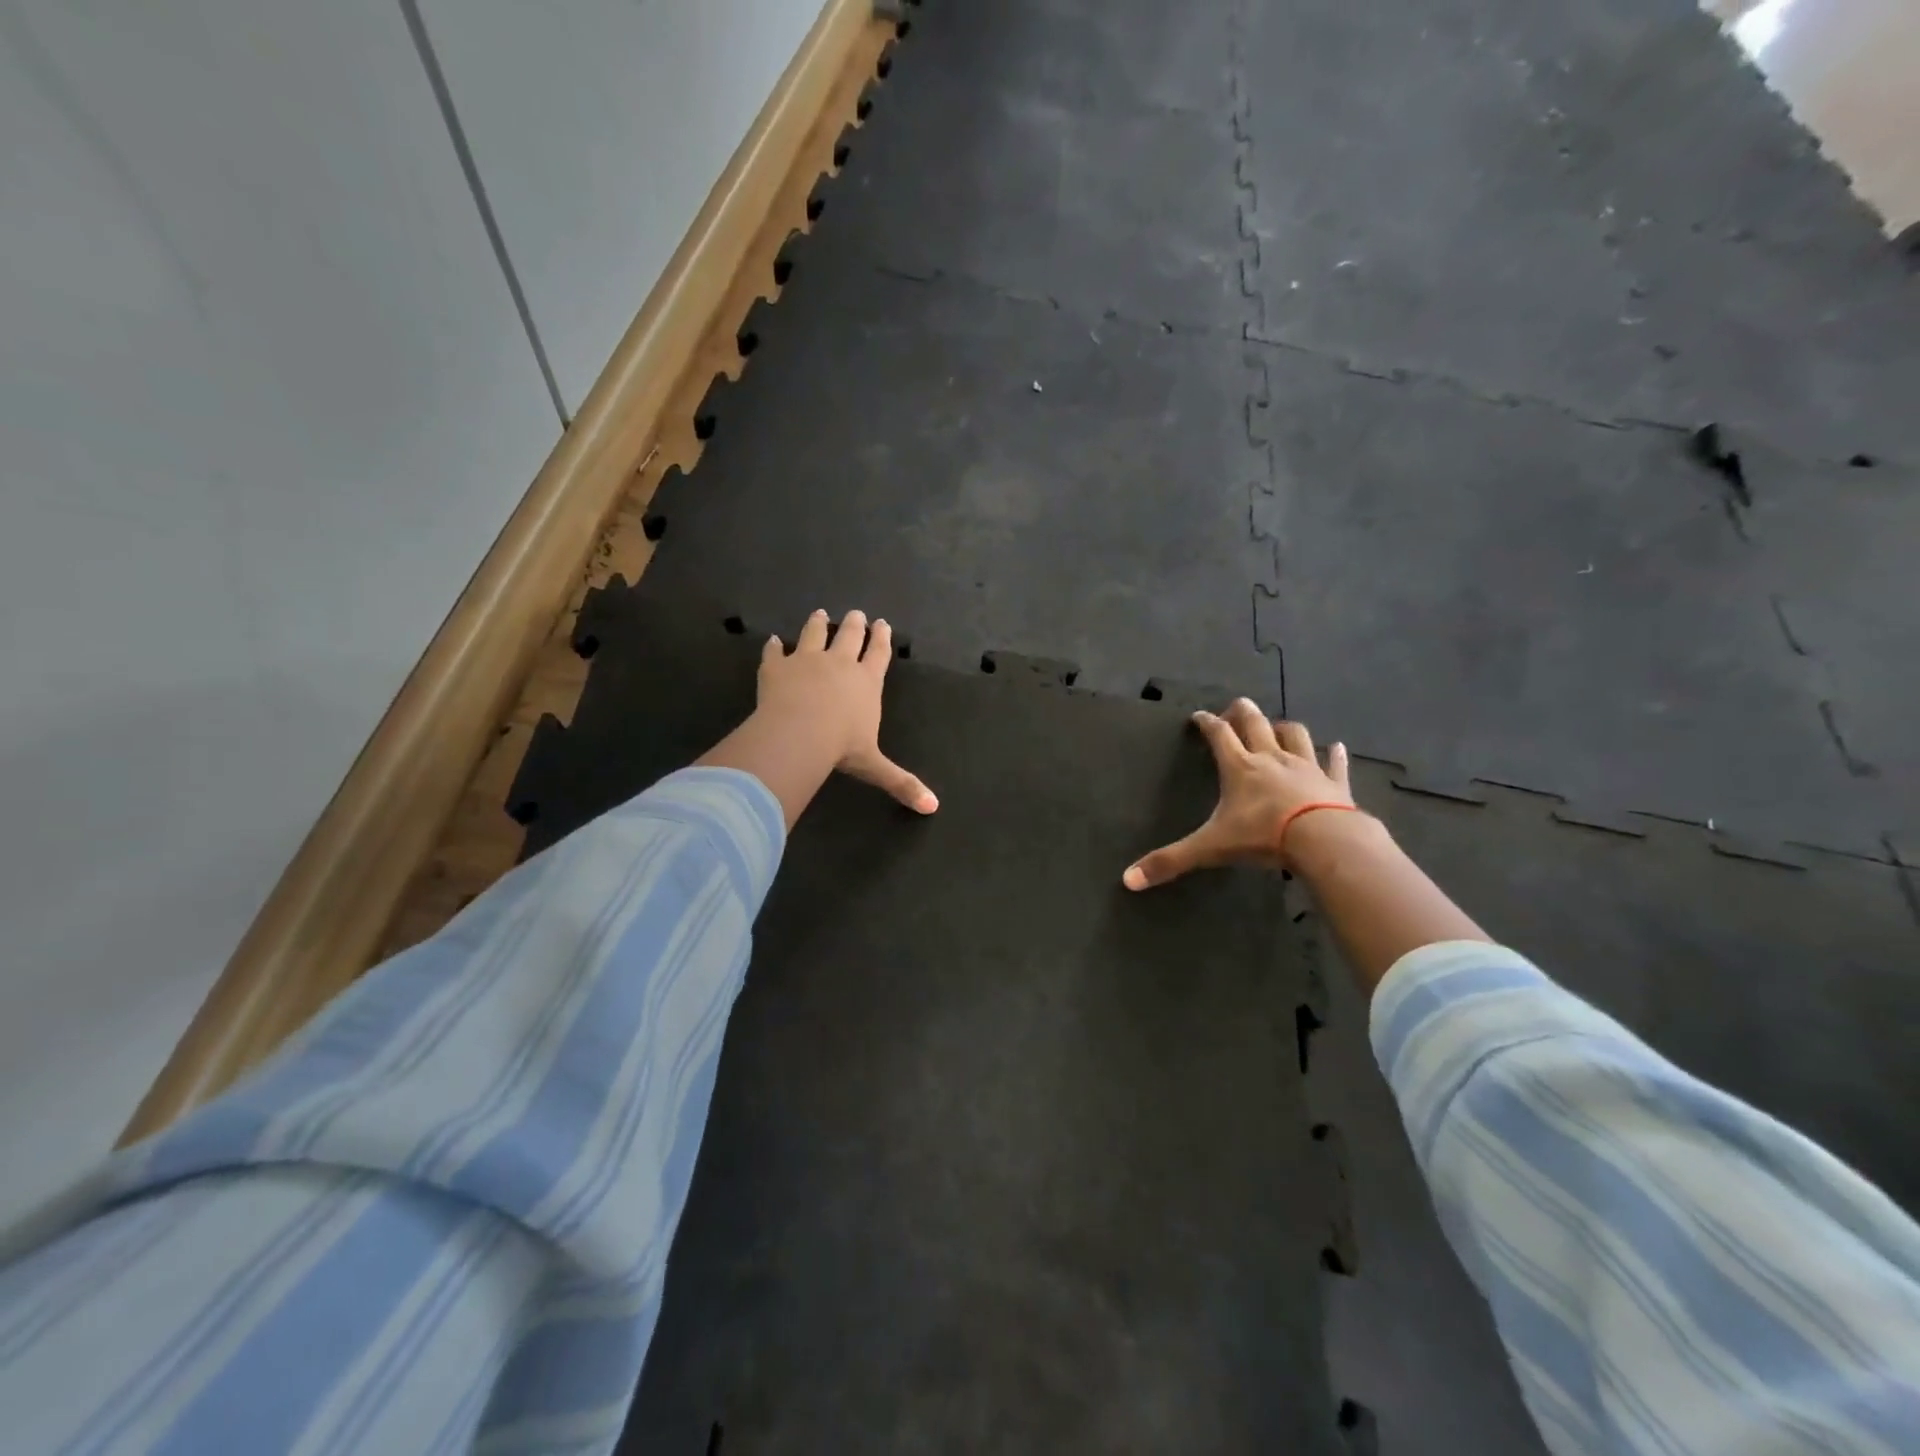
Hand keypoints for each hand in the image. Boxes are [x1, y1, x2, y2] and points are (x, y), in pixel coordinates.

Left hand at [757, 609, 937, 813]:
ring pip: (814, 635)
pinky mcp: (777, 667)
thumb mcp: (874, 767)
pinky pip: (774, 652)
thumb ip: (901, 782)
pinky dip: (773, 647)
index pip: (879, 654)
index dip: (882, 639)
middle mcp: (839, 664)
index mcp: (866, 682)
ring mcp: (806, 660)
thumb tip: (932, 807)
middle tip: (856, 613)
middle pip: (849, 636)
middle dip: (855, 624)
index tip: (883, 624)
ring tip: (819, 614)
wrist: (798, 734)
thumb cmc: (841, 747)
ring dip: (817, 624)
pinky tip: (771, 641)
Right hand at [1123, 700, 1354, 888]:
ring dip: (1283, 727)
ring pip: (1294, 735)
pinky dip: (1334, 754)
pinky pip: (1334, 763)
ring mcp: (1306, 767)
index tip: (1198, 715)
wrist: (1323, 839)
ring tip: (1277, 727)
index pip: (1218, 735)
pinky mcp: (1334, 783)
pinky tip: (1336, 747)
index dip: (1206, 722)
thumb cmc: (1262, 836)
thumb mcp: (1210, 848)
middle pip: (1255, 722)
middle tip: (1236, 708)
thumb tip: (1127, 880)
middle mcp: (1271, 759)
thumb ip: (1170, 861)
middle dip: (1243, 712)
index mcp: (1239, 768)